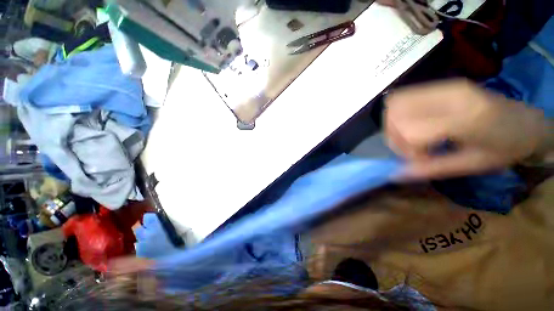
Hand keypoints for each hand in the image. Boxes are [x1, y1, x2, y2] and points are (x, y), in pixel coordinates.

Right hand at [385, 79, 547, 178]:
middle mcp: (452, 95)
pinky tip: (410, 123)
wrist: (526, 122)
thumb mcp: (472, 166)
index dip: (408, 151)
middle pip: (397, 114)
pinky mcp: (442, 85)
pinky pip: (403, 96)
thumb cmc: (506, 149)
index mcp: (468, 119)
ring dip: (392, 124)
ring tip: (407, 136)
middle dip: (395, 137)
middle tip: (410, 148)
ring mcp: (445, 86)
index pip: (412, 132)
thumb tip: (395, 174)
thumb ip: (431, 169)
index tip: (420, 161)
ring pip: (395, 103)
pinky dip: (397, 112)